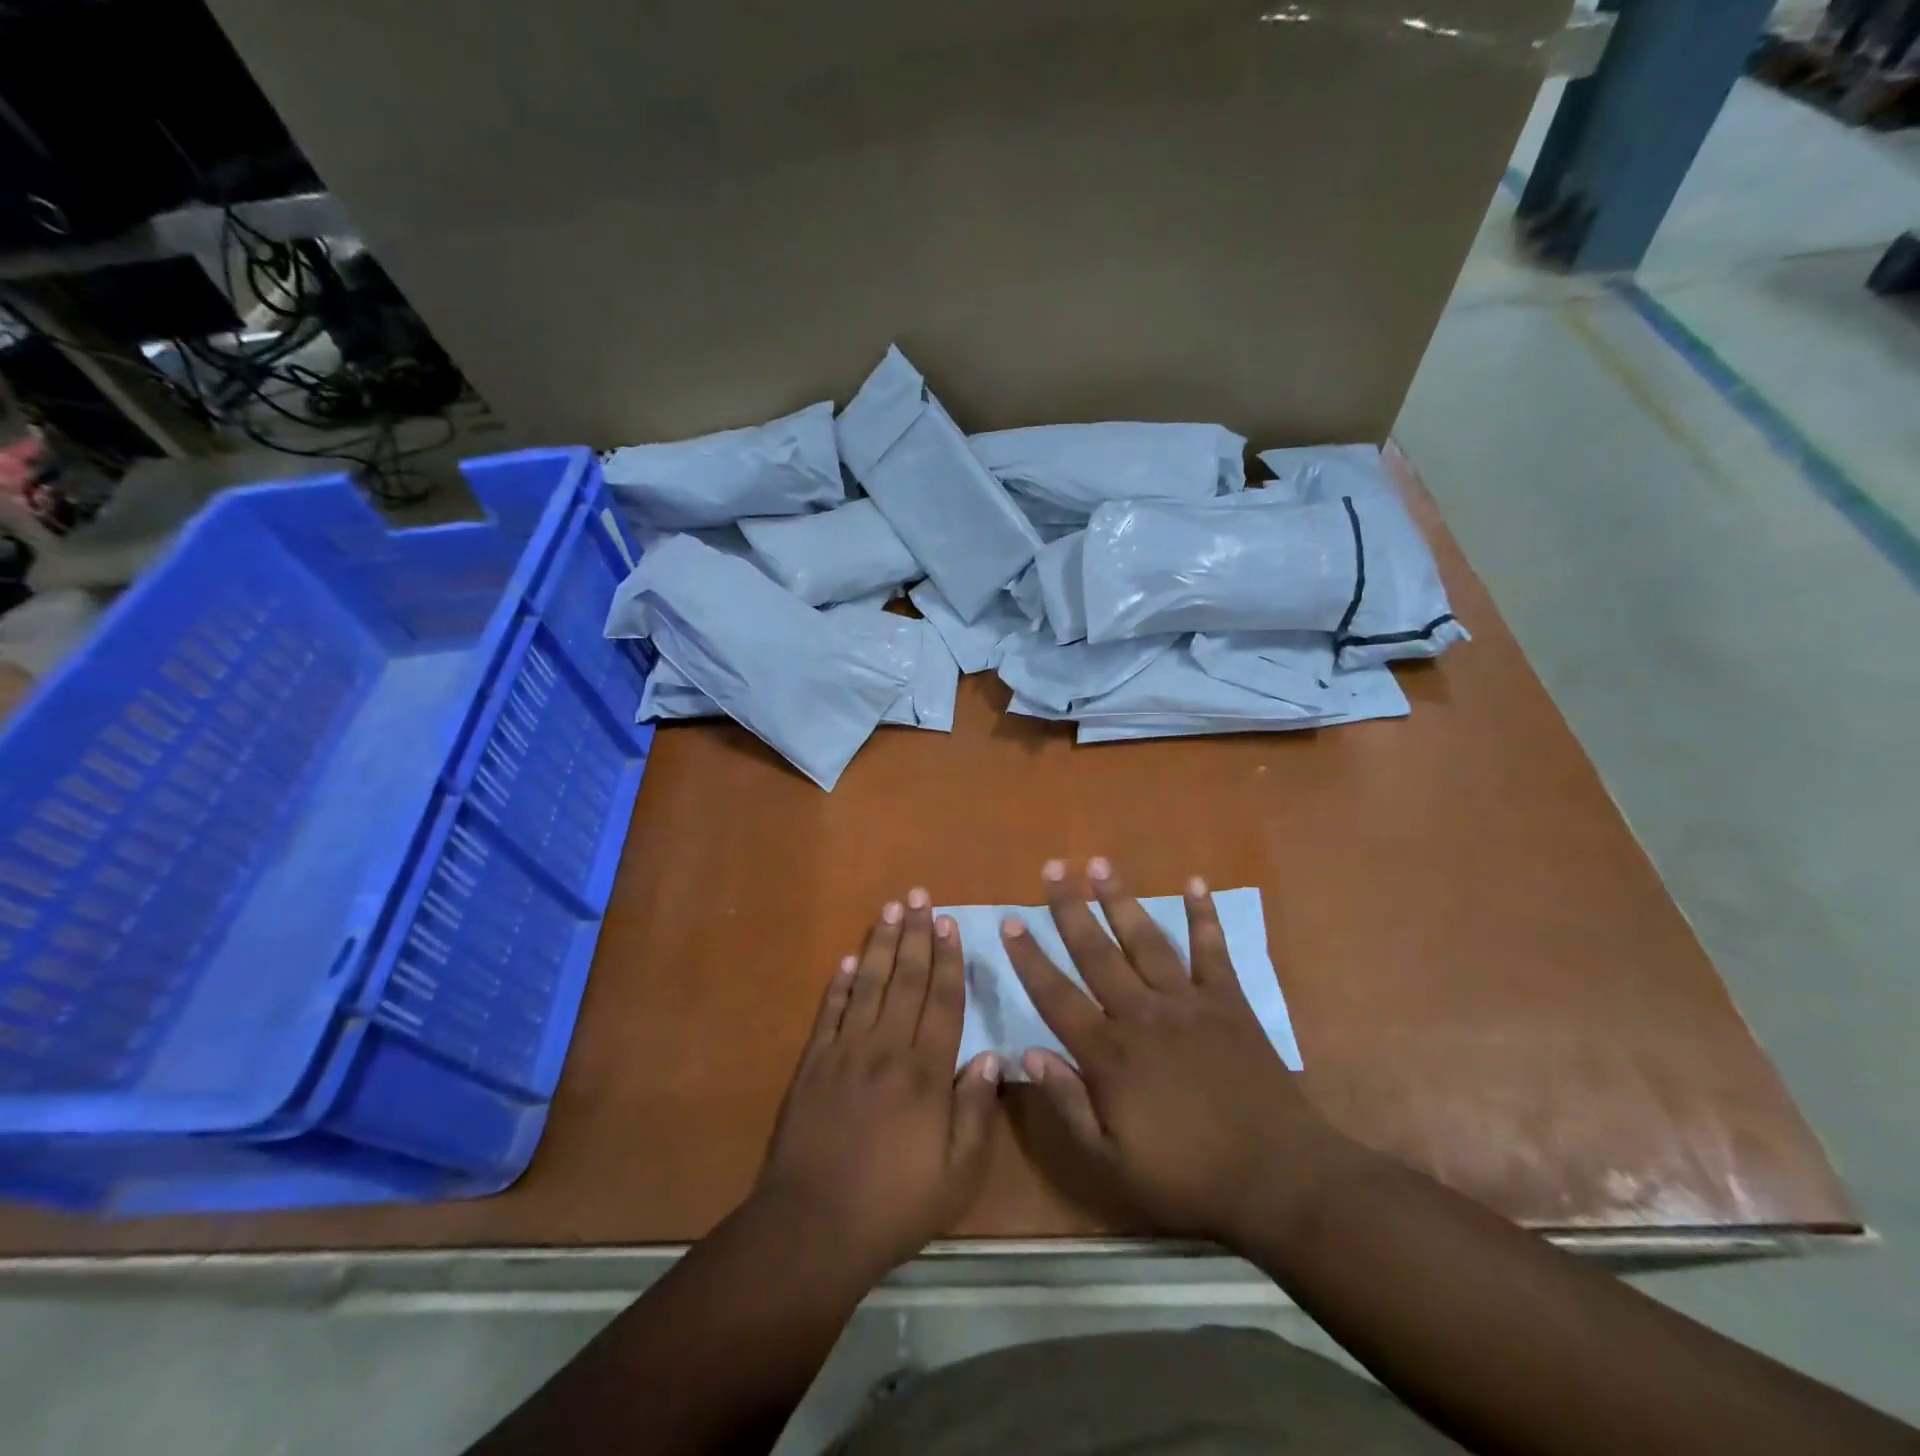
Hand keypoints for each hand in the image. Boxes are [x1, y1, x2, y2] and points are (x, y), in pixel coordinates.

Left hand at [755, 890, 1001, 1281]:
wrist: (812, 1228)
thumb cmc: (894, 1205)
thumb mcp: (956, 1174)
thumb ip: (975, 1111)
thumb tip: (991, 1056)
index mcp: (925, 1073)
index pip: (942, 1001)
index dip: (948, 959)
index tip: (950, 923)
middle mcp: (886, 1049)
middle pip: (906, 980)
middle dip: (916, 935)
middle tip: (920, 896)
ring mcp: (845, 1053)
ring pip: (869, 985)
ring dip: (882, 945)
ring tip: (891, 910)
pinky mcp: (813, 1065)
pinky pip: (830, 1013)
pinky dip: (840, 984)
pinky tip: (849, 960)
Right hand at [1001, 858, 1339, 1243]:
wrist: (1277, 1178)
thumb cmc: (1188, 1176)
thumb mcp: (1112, 1161)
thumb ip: (1068, 1104)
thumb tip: (1029, 1052)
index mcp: (1110, 1053)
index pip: (1056, 995)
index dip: (1029, 957)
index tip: (1009, 921)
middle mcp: (1142, 1013)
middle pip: (1097, 952)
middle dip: (1070, 908)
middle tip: (1053, 868)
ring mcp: (1188, 1002)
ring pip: (1146, 940)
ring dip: (1121, 899)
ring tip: (1101, 864)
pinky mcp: (1229, 1002)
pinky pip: (1213, 950)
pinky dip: (1204, 915)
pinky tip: (1196, 883)